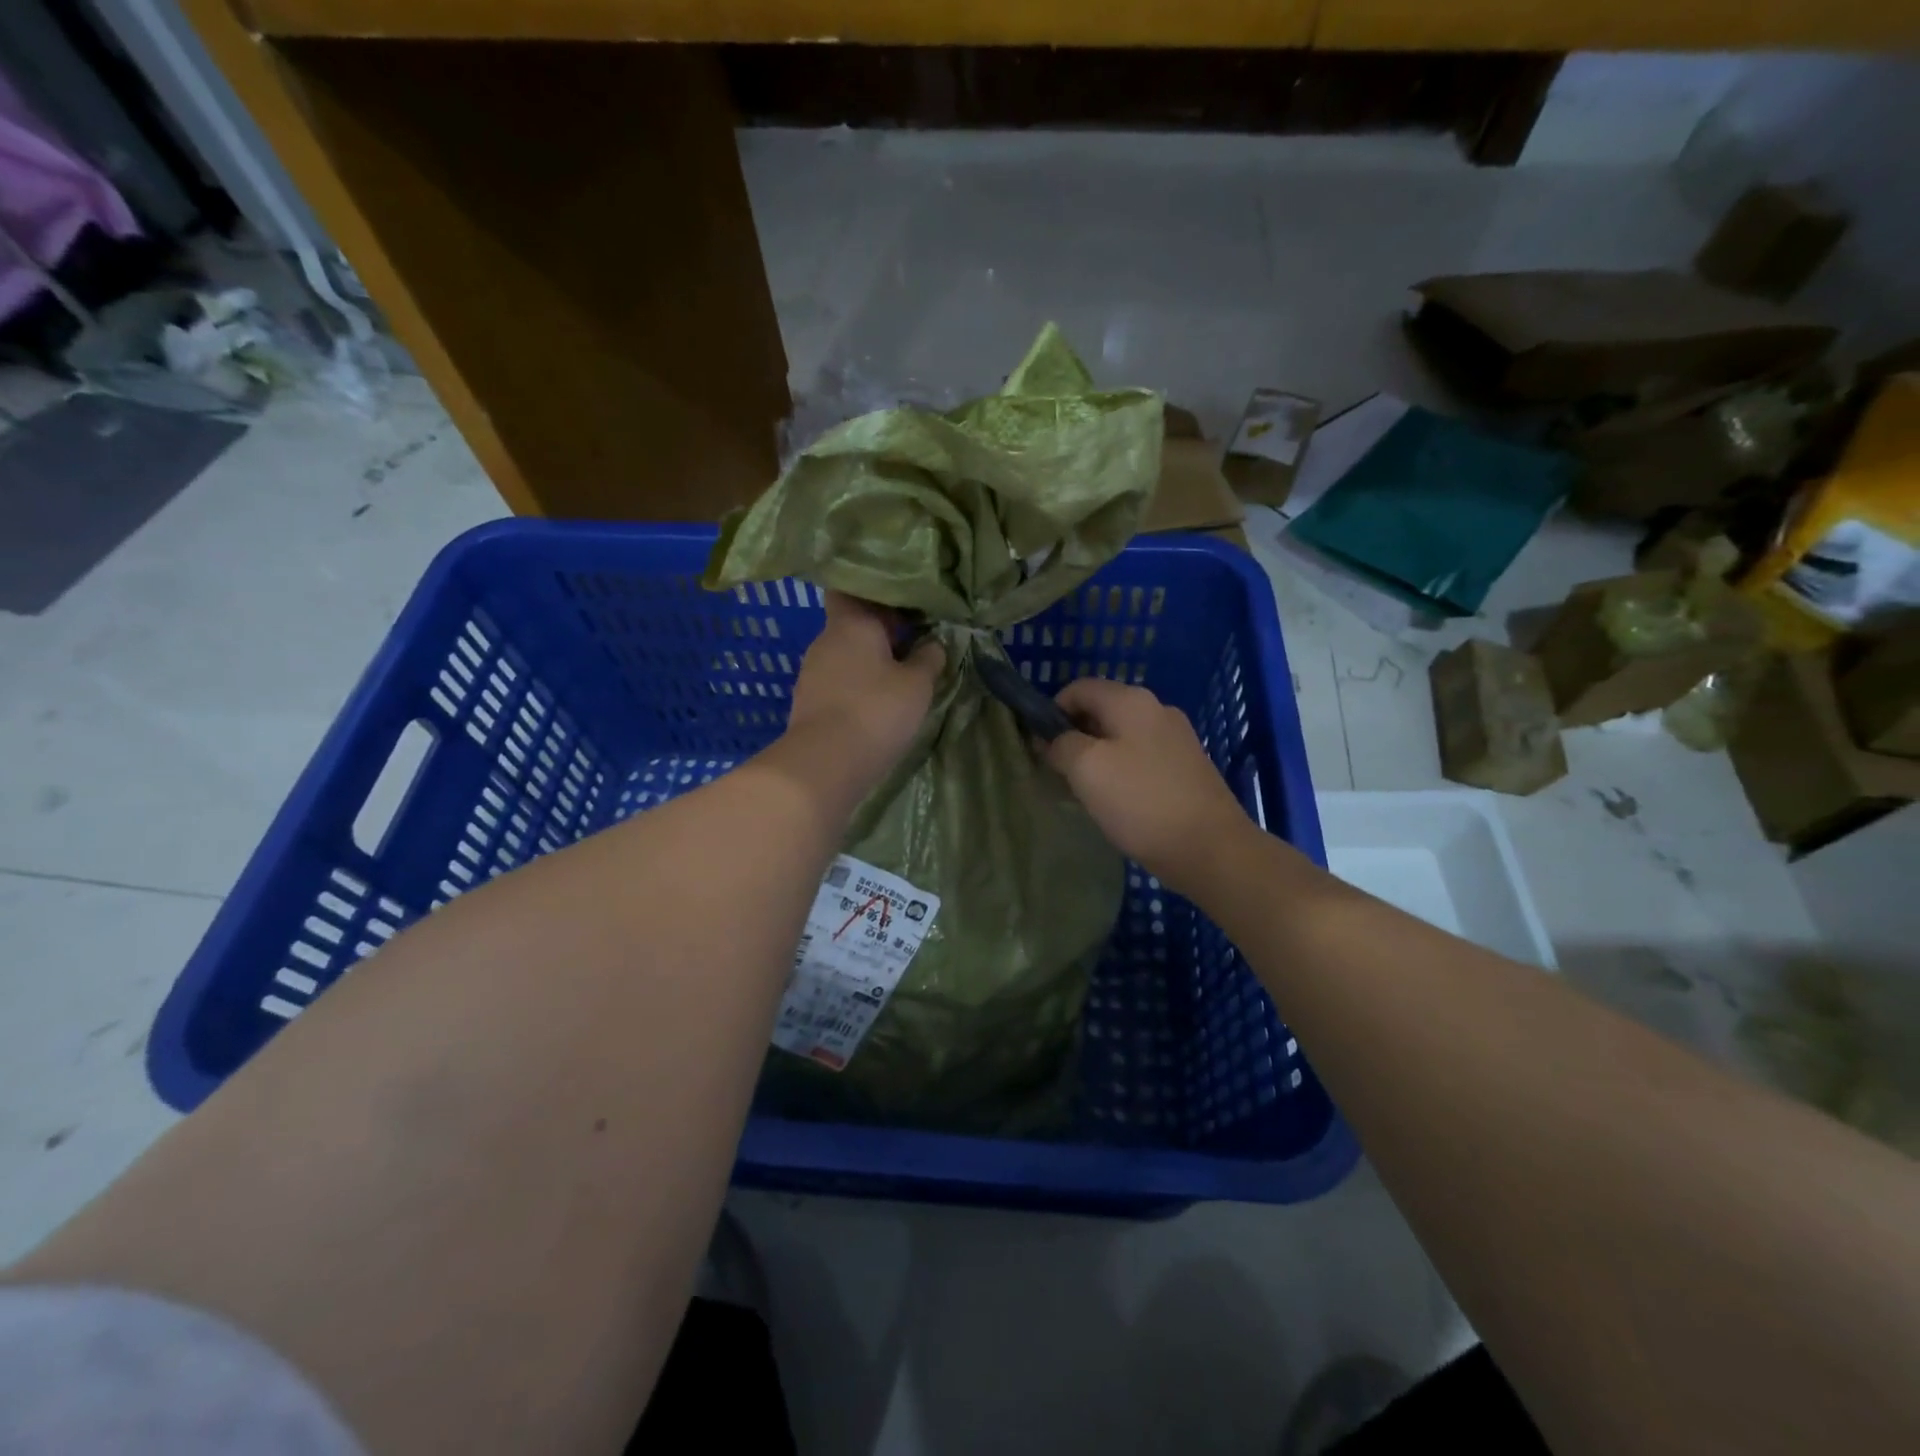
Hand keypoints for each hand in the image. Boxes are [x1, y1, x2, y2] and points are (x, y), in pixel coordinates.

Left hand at [782, 591, 944, 793]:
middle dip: (880, 631)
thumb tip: (933, 644)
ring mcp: (811, 672)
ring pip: (845, 655)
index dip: (876, 593)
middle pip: (852, 624)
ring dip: (868, 662)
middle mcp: (825, 640)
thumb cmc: (876, 711)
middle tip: (914, 641)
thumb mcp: (917, 684)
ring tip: (899, 677)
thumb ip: (929, 658)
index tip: (903, 605)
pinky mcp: (808, 702)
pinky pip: (837, 681)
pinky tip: (876, 703)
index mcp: (851, 623)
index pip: (852, 589)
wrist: (825, 764)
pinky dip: (855, 686)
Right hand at [1043, 677, 1253, 896]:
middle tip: (1058, 772)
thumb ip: (1062, 745)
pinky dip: (1121, 771)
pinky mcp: (1187, 767)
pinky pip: (1142, 758)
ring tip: (1085, 791)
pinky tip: (1117, 801)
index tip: (1039, 746)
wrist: (1211, 848)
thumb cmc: (1141, 802)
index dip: (1052, 711)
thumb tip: (1054, 740)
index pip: (1079, 688)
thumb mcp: (1087, 769)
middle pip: (1101, 711)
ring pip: (1121, 736)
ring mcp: (1176, 738)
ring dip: (1096, 756)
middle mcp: (1157, 709)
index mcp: (1131, 701)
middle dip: (1074, 736)